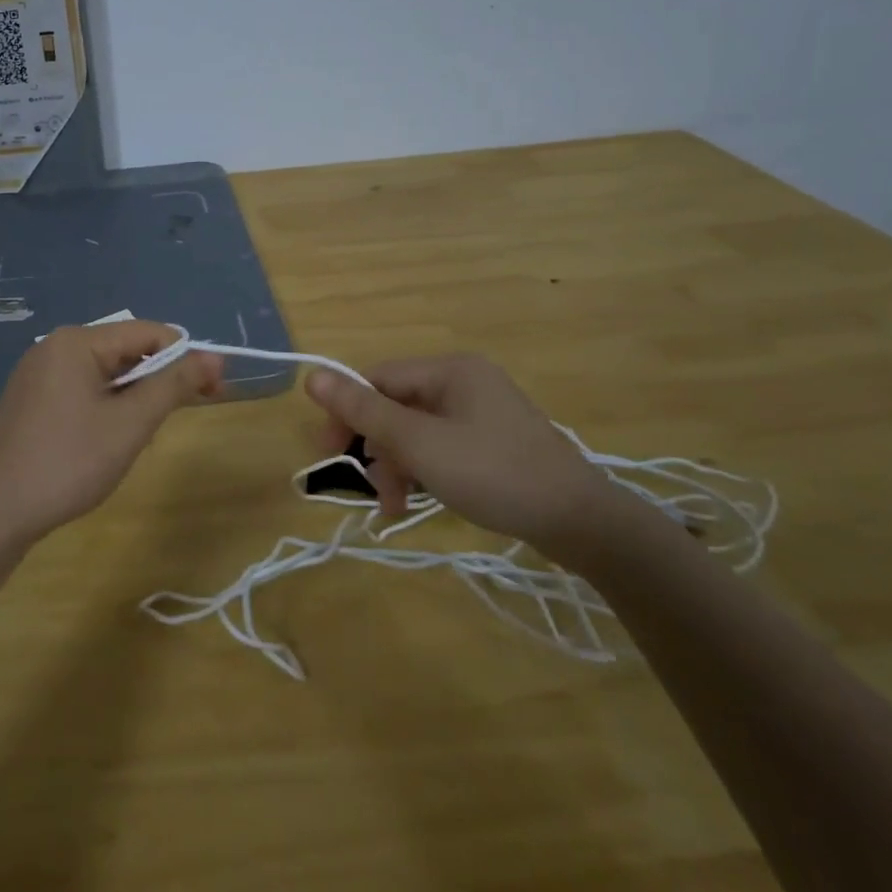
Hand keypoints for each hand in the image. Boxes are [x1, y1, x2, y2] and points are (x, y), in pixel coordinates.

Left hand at [0, 321, 221, 541]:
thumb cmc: (68, 462)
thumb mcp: (130, 423)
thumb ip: (174, 385)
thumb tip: (215, 357)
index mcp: (77, 341)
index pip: (148, 332)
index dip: (186, 357)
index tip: (215, 390)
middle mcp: (55, 347)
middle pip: (126, 350)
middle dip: (160, 380)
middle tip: (182, 417)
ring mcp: (38, 374)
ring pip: (105, 374)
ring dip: (135, 398)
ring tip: (142, 437)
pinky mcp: (31, 401)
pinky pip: (82, 390)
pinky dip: (108, 408)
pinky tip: (109, 441)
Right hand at [305, 354, 614, 555]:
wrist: (580, 522)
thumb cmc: (494, 474)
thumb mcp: (420, 444)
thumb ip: (364, 411)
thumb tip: (311, 376)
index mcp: (449, 370)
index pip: (378, 379)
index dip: (348, 413)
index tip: (329, 453)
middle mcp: (464, 381)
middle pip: (396, 405)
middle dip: (376, 448)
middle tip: (366, 487)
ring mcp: (481, 412)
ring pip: (416, 430)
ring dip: (397, 465)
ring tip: (393, 506)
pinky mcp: (492, 441)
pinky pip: (440, 446)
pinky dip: (423, 470)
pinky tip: (415, 501)